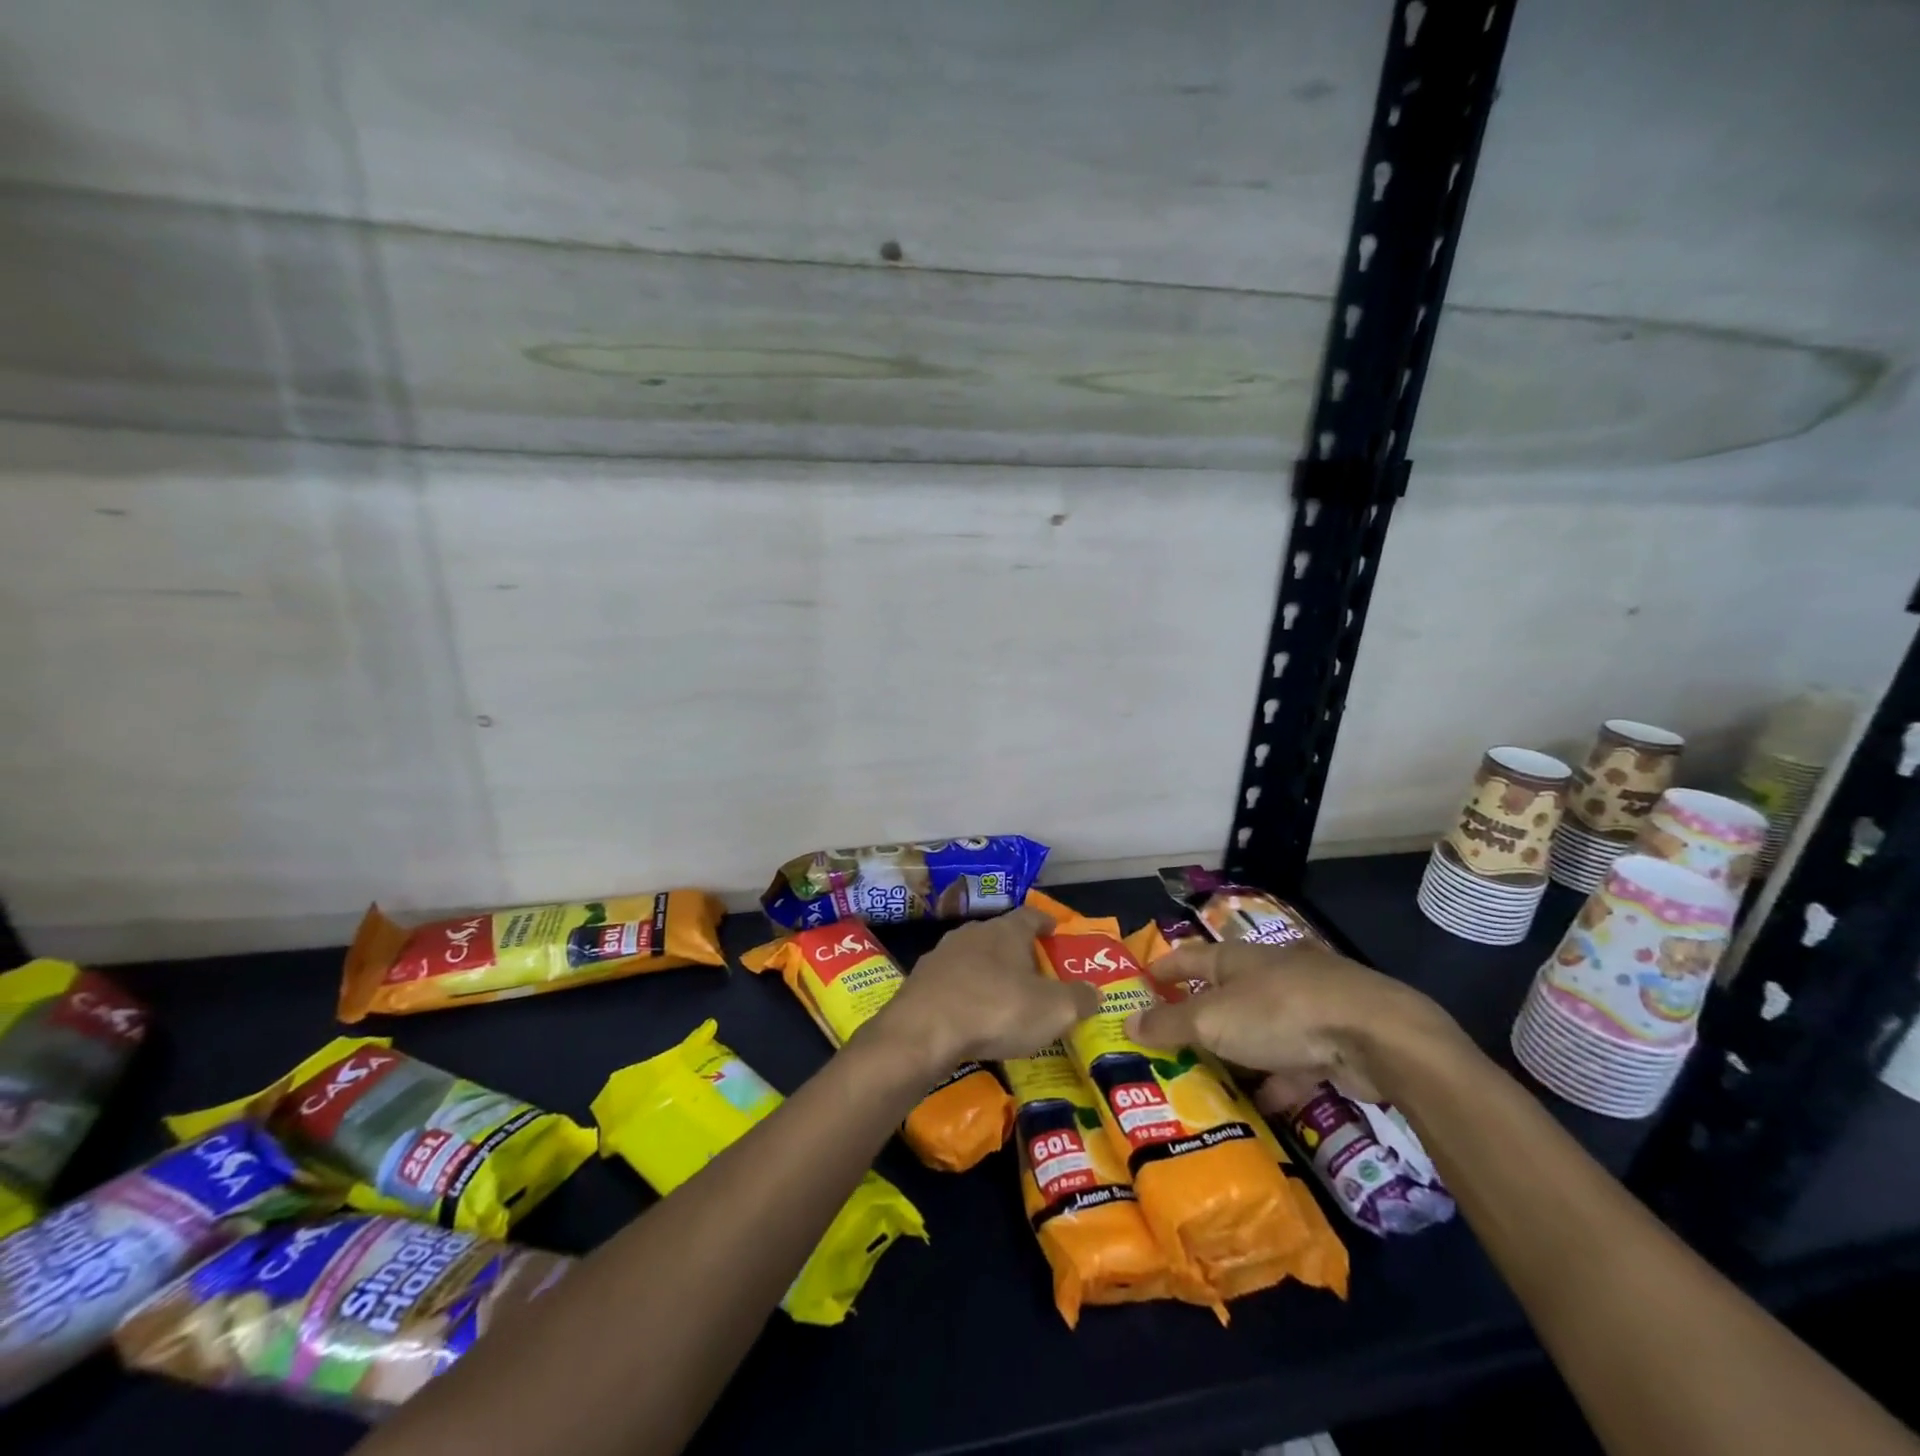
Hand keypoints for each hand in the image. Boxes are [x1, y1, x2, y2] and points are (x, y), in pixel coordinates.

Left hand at [870, 906, 1098, 1069]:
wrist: (923, 1030)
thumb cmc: (996, 1010)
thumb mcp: (1053, 1010)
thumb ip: (1079, 999)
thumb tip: (1095, 992)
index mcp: (1006, 931)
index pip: (1030, 915)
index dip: (1045, 922)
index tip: (1054, 930)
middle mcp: (973, 933)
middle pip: (1000, 935)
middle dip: (1017, 950)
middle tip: (1034, 972)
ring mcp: (942, 955)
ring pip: (973, 957)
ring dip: (988, 972)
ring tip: (1003, 995)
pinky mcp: (921, 980)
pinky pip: (952, 982)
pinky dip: (965, 993)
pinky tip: (971, 1015)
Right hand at [1125, 938, 1463, 1108]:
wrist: (1374, 1034)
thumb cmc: (1278, 1013)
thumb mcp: (1213, 1021)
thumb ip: (1170, 1025)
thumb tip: (1126, 1022)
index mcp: (1234, 959)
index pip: (1186, 958)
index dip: (1160, 971)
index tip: (1138, 989)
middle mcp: (1266, 975)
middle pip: (1222, 994)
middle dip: (1198, 1019)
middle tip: (1168, 1046)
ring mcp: (1302, 1005)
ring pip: (1257, 1029)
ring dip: (1237, 1052)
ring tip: (1209, 1081)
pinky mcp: (1331, 1039)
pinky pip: (1292, 1059)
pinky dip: (1276, 1080)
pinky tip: (1263, 1106)